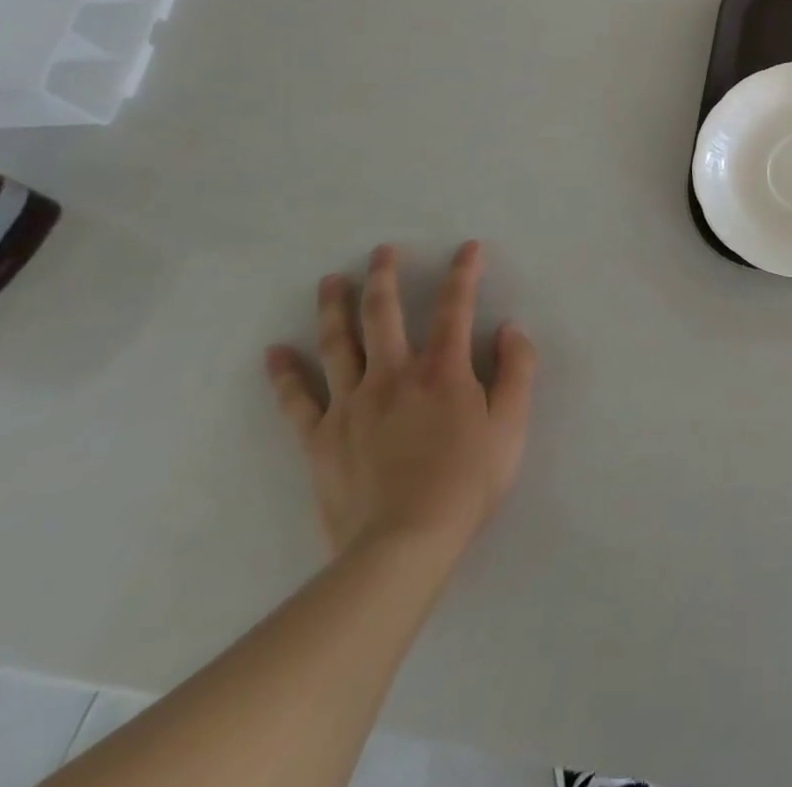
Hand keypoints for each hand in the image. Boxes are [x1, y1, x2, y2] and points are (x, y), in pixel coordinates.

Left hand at [264, 241, 537, 560]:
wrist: (403, 544)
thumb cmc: (468, 481)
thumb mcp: (512, 424)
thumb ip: (516, 370)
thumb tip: (509, 329)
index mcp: (443, 370)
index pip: (455, 307)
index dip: (464, 273)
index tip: (468, 247)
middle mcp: (393, 375)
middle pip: (383, 314)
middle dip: (384, 277)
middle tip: (381, 251)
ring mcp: (351, 405)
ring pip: (337, 344)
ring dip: (334, 308)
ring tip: (330, 282)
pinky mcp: (320, 439)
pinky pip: (297, 400)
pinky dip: (285, 374)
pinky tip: (275, 353)